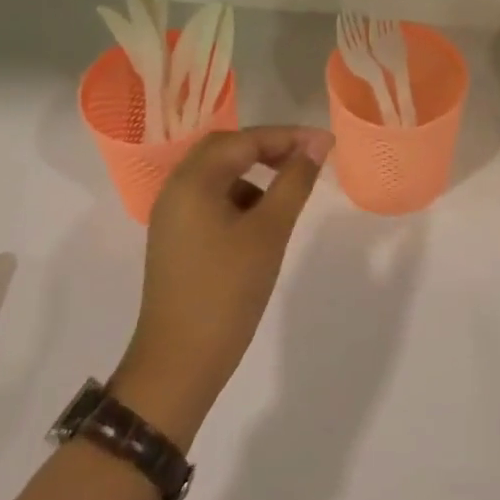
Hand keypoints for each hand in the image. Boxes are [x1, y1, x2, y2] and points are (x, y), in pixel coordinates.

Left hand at [113, 125, 333, 446]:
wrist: (179, 362)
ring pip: (217, 175)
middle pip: (225, 150)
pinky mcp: (176, 239)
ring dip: (253, 172)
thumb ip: (294, 182)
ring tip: (289, 188)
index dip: (288, 136)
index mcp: (193, 181)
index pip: (244, 140)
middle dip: (268, 148)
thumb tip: (318, 144)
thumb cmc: (227, 291)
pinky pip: (210, 200)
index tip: (327, 143)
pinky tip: (262, 220)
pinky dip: (239, 197)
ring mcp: (172, 216)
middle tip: (306, 158)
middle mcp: (176, 189)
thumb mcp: (269, 232)